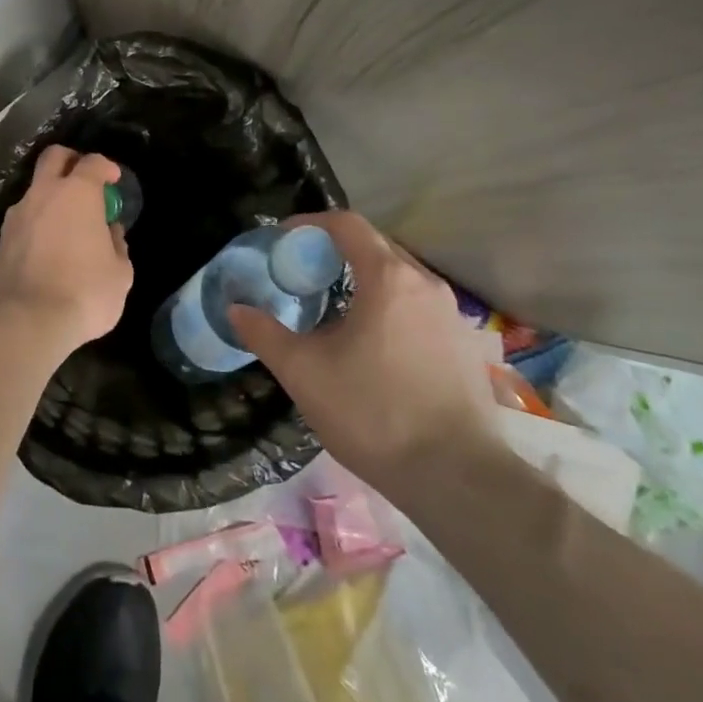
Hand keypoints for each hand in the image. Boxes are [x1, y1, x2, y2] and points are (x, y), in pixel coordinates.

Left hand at [0, 146, 133, 348]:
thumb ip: (117, 246)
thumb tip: (109, 233)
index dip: (106, 167)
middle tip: (83, 178)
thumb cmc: (84, 292)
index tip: (113, 179)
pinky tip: (46, 247)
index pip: (93, 162)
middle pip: (53, 157)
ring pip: (34, 190)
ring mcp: (17, 215)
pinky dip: (36, 224)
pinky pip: (22, 220)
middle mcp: (43, 194)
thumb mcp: (119, 274)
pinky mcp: (0, 240)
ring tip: (65, 223)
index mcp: (77, 193)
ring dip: (50, 197)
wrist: (26, 321)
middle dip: (69, 160)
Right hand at [230, 210, 495, 485]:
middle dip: (336, 249)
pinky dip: (391, 305)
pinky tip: (374, 343)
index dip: (310, 223)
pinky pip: (420, 305)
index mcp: (388, 277)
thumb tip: (235, 310)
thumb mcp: (304, 373)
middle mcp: (425, 283)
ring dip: (366, 278)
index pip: (347, 224)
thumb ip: (265, 334)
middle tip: (303, 271)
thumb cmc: (374, 413)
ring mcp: (452, 314)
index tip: (283, 238)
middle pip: (376, 245)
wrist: (458, 479)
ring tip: (335, 306)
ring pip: (401, 276)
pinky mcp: (466, 345)